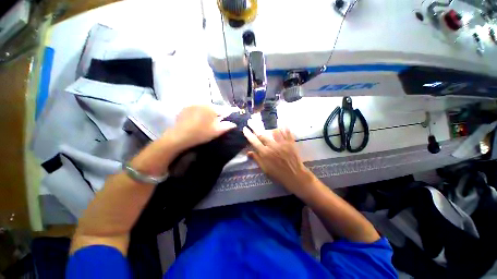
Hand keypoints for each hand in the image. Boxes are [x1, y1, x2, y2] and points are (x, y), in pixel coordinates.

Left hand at [168, 105, 236, 149]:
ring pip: (206, 108)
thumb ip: (227, 126)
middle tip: (219, 122)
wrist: (179, 136)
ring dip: (209, 113)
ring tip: (208, 121)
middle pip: (215, 108)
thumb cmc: (201, 133)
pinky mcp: (186, 108)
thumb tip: (234, 123)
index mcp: (212, 108)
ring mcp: (193, 105)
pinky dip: (200, 113)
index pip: (225, 109)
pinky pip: (197, 109)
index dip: (230, 113)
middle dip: (218, 114)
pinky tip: (197, 120)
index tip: (232, 117)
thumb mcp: (216, 131)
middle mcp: (203, 103)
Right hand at [243, 127, 315, 197]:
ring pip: (274, 131)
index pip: (254, 142)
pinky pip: (287, 132)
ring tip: (267, 126)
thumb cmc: (278, 174)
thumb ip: (257, 159)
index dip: (248, 134)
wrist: (295, 176)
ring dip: (269, 128)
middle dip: (255, 126)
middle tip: (250, 120)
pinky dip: (284, 127)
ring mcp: (282, 144)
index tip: (245, 128)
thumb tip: (248, 152)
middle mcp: (272, 147)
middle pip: (262, 134)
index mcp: (265, 154)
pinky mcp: (290, 143)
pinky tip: (282, 121)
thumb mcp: (265, 169)